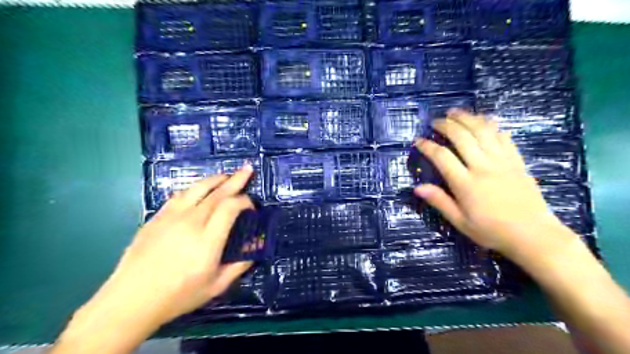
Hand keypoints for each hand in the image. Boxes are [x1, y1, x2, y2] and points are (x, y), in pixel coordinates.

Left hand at [54, 166, 254, 352]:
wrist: (130, 300)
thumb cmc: (177, 296)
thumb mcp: (215, 287)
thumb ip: (238, 267)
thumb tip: (253, 252)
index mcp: (208, 240)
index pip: (230, 207)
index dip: (244, 201)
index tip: (251, 206)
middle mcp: (191, 222)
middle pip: (217, 193)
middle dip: (235, 180)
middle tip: (247, 169)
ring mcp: (171, 217)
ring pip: (197, 189)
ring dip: (215, 179)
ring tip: (226, 176)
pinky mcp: (157, 217)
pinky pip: (179, 196)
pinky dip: (195, 189)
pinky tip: (199, 190)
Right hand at [414, 109, 571, 255]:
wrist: (533, 235)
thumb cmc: (491, 231)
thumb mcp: (460, 221)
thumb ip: (439, 201)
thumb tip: (417, 187)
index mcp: (465, 183)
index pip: (442, 157)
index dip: (428, 146)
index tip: (418, 140)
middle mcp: (483, 167)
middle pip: (462, 137)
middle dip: (446, 125)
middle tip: (435, 121)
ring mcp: (502, 161)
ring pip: (482, 131)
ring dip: (467, 118)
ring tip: (455, 112)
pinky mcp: (516, 161)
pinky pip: (503, 137)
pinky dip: (491, 125)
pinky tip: (484, 120)